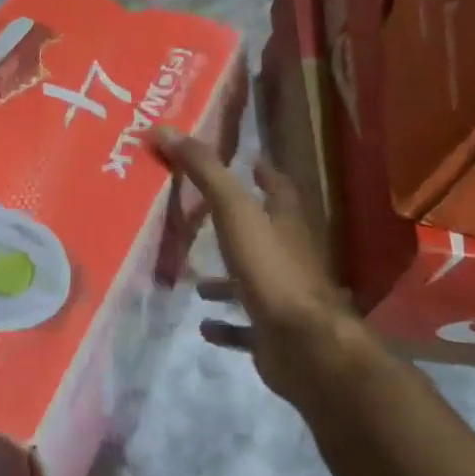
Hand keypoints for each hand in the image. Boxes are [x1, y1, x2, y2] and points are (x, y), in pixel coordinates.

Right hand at [153, 126, 360, 409]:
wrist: (307, 346)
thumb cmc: (272, 270)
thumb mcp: (234, 211)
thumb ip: (204, 172)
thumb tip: (167, 129)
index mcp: (285, 223)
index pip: (279, 188)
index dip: (264, 173)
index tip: (248, 162)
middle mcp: (288, 256)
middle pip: (263, 234)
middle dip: (236, 227)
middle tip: (200, 219)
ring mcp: (283, 298)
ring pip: (251, 281)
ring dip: (225, 280)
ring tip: (193, 279)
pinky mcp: (273, 334)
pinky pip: (245, 327)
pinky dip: (226, 325)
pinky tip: (203, 324)